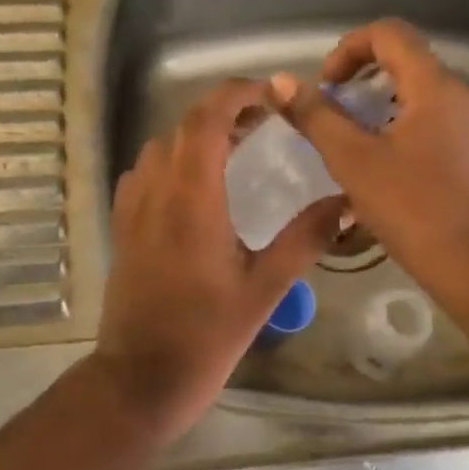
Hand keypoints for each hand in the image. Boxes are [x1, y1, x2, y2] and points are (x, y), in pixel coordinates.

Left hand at [96, 79, 344, 439]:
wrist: (140, 377)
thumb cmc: (206, 335)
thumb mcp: (265, 288)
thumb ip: (305, 238)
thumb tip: (345, 200)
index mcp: (192, 196)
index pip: (207, 118)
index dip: (237, 93)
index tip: (271, 92)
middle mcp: (156, 189)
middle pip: (185, 125)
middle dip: (225, 110)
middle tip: (266, 120)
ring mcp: (133, 206)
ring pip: (163, 145)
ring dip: (198, 133)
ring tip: (237, 146)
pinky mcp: (123, 225)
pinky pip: (145, 171)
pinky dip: (173, 158)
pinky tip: (196, 184)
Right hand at [269, 20, 468, 340]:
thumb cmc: (417, 212)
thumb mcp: (355, 161)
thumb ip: (316, 116)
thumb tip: (280, 81)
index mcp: (436, 86)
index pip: (389, 33)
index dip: (349, 48)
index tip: (327, 86)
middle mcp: (463, 95)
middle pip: (406, 61)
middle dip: (361, 80)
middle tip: (333, 115)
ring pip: (420, 94)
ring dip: (379, 106)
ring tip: (352, 144)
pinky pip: (435, 120)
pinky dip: (402, 127)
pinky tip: (384, 169)